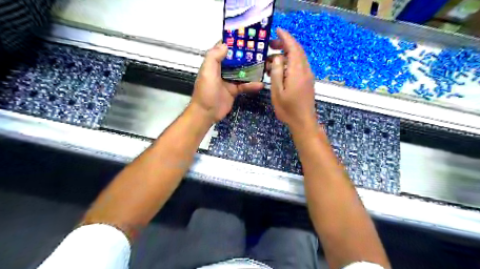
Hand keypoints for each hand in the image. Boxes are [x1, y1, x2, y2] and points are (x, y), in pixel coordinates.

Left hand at [192, 42, 263, 121]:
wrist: (207, 113)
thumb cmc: (206, 92)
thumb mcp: (207, 72)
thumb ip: (214, 57)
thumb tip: (226, 44)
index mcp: (214, 63)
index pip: (224, 48)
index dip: (233, 42)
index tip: (246, 36)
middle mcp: (222, 70)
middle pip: (236, 59)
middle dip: (246, 55)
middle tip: (261, 50)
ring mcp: (229, 80)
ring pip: (242, 72)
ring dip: (252, 70)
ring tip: (264, 65)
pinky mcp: (234, 90)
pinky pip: (244, 85)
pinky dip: (252, 85)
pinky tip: (260, 84)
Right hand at [268, 27, 317, 130]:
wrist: (303, 121)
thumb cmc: (288, 109)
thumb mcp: (277, 92)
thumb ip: (276, 73)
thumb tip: (276, 58)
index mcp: (297, 72)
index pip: (293, 48)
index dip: (285, 38)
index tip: (277, 31)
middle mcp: (305, 70)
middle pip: (297, 51)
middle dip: (285, 44)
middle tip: (270, 45)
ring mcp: (308, 76)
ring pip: (299, 58)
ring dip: (287, 54)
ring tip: (272, 58)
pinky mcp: (307, 81)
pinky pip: (300, 65)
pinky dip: (290, 61)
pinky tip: (281, 68)